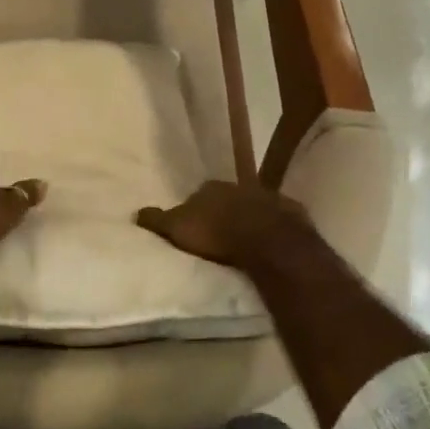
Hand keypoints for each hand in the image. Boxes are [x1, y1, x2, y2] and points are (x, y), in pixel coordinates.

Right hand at [135, 180, 308, 270]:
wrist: (268, 241)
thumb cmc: (216, 233)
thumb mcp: (176, 229)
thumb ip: (157, 220)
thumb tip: (136, 212)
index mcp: (211, 187)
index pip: (198, 194)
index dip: (195, 209)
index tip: (194, 225)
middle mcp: (240, 185)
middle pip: (228, 199)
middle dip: (224, 212)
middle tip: (219, 233)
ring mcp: (269, 197)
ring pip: (255, 207)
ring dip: (250, 219)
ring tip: (244, 241)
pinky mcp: (293, 214)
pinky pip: (279, 220)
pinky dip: (274, 228)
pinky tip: (271, 243)